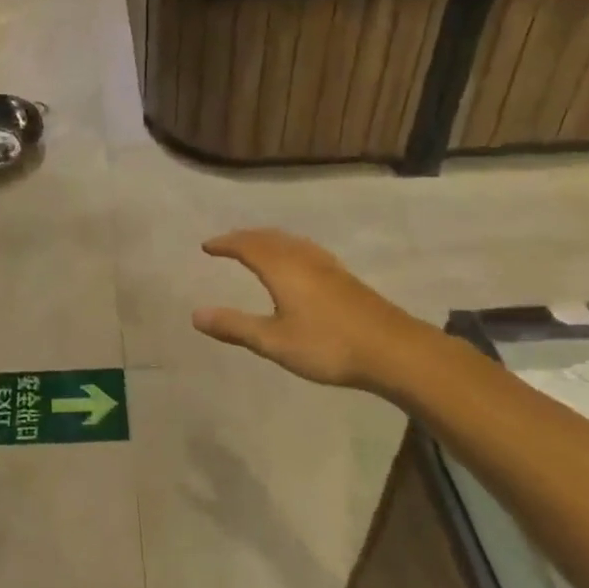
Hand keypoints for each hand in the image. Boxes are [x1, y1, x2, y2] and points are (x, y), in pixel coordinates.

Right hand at [192, 229, 442, 398]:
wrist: (393, 350)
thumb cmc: (328, 345)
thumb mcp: (274, 341)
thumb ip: (235, 326)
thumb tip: (195, 314)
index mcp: (281, 267)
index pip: (246, 245)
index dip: (225, 243)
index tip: (207, 246)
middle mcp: (302, 257)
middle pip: (268, 237)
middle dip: (244, 237)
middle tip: (226, 243)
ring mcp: (327, 265)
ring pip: (290, 241)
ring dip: (267, 240)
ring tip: (256, 247)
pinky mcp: (344, 277)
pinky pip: (305, 249)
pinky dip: (288, 248)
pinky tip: (297, 263)